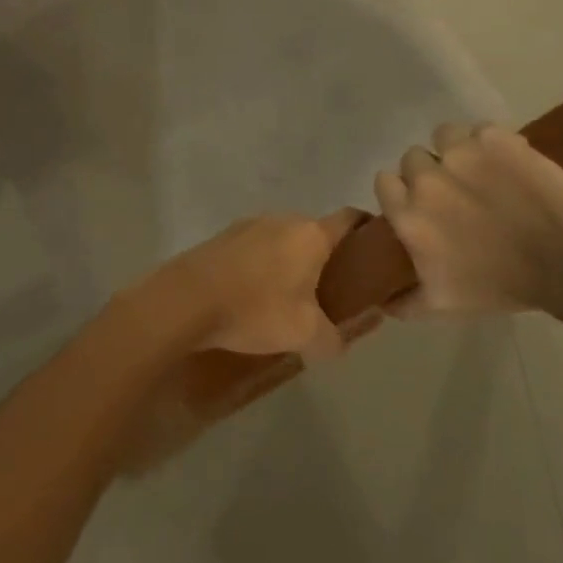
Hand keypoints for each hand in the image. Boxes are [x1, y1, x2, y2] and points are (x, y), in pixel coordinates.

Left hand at [141, 211, 363, 359]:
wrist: (186, 300)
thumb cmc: (255, 309)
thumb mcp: (304, 334)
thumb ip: (331, 339)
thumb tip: (337, 344)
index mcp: (310, 234)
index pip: (350, 218)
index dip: (368, 231)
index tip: (376, 252)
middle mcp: (283, 219)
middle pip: (316, 231)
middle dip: (327, 256)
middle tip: (333, 288)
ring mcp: (250, 224)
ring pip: (284, 239)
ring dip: (292, 261)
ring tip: (291, 296)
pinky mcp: (224, 237)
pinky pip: (256, 247)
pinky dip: (264, 265)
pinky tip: (255, 294)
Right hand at [374, 122, 562, 319]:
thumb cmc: (502, 286)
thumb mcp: (444, 305)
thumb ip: (405, 303)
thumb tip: (380, 302)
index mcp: (409, 215)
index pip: (384, 181)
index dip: (401, 190)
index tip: (421, 201)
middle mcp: (427, 178)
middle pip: (413, 158)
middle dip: (430, 171)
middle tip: (457, 191)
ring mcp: (462, 154)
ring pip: (444, 136)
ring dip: (456, 150)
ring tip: (481, 169)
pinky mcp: (496, 139)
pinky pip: (480, 130)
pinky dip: (490, 143)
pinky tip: (506, 163)